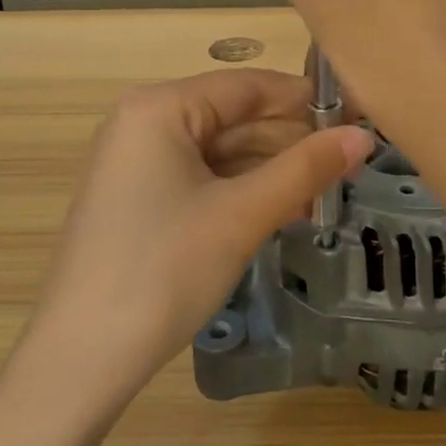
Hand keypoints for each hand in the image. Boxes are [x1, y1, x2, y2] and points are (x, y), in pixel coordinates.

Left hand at [31, 68, 373, 399]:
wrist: (81, 360)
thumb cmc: (163, 270)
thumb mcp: (241, 215)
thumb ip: (305, 169)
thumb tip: (364, 135)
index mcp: (160, 108)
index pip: (247, 86)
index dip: (306, 100)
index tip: (358, 116)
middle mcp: (144, 123)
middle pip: (234, 117)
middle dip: (292, 140)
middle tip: (352, 163)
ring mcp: (138, 164)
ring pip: (221, 152)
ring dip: (272, 169)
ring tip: (329, 191)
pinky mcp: (139, 200)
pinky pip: (203, 179)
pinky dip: (244, 191)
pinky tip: (285, 209)